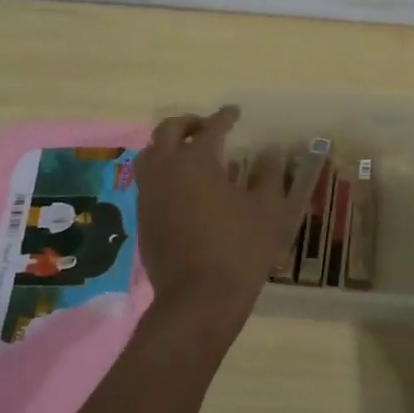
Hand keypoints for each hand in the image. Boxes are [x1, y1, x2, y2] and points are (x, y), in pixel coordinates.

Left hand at [133, 107, 321, 329]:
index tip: (234, 113)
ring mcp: (149, 195)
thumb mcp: (268, 210)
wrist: (199, 300)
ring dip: (168, 145)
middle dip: (188, 123)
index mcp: (196, 161)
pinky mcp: (143, 218)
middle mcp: (165, 170)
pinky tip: (182, 185)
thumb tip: (270, 151)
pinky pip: (148, 181)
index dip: (224, 117)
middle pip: (167, 132)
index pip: (210, 128)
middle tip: (206, 126)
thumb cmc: (240, 249)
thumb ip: (269, 176)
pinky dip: (163, 170)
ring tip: (189, 152)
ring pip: (150, 154)